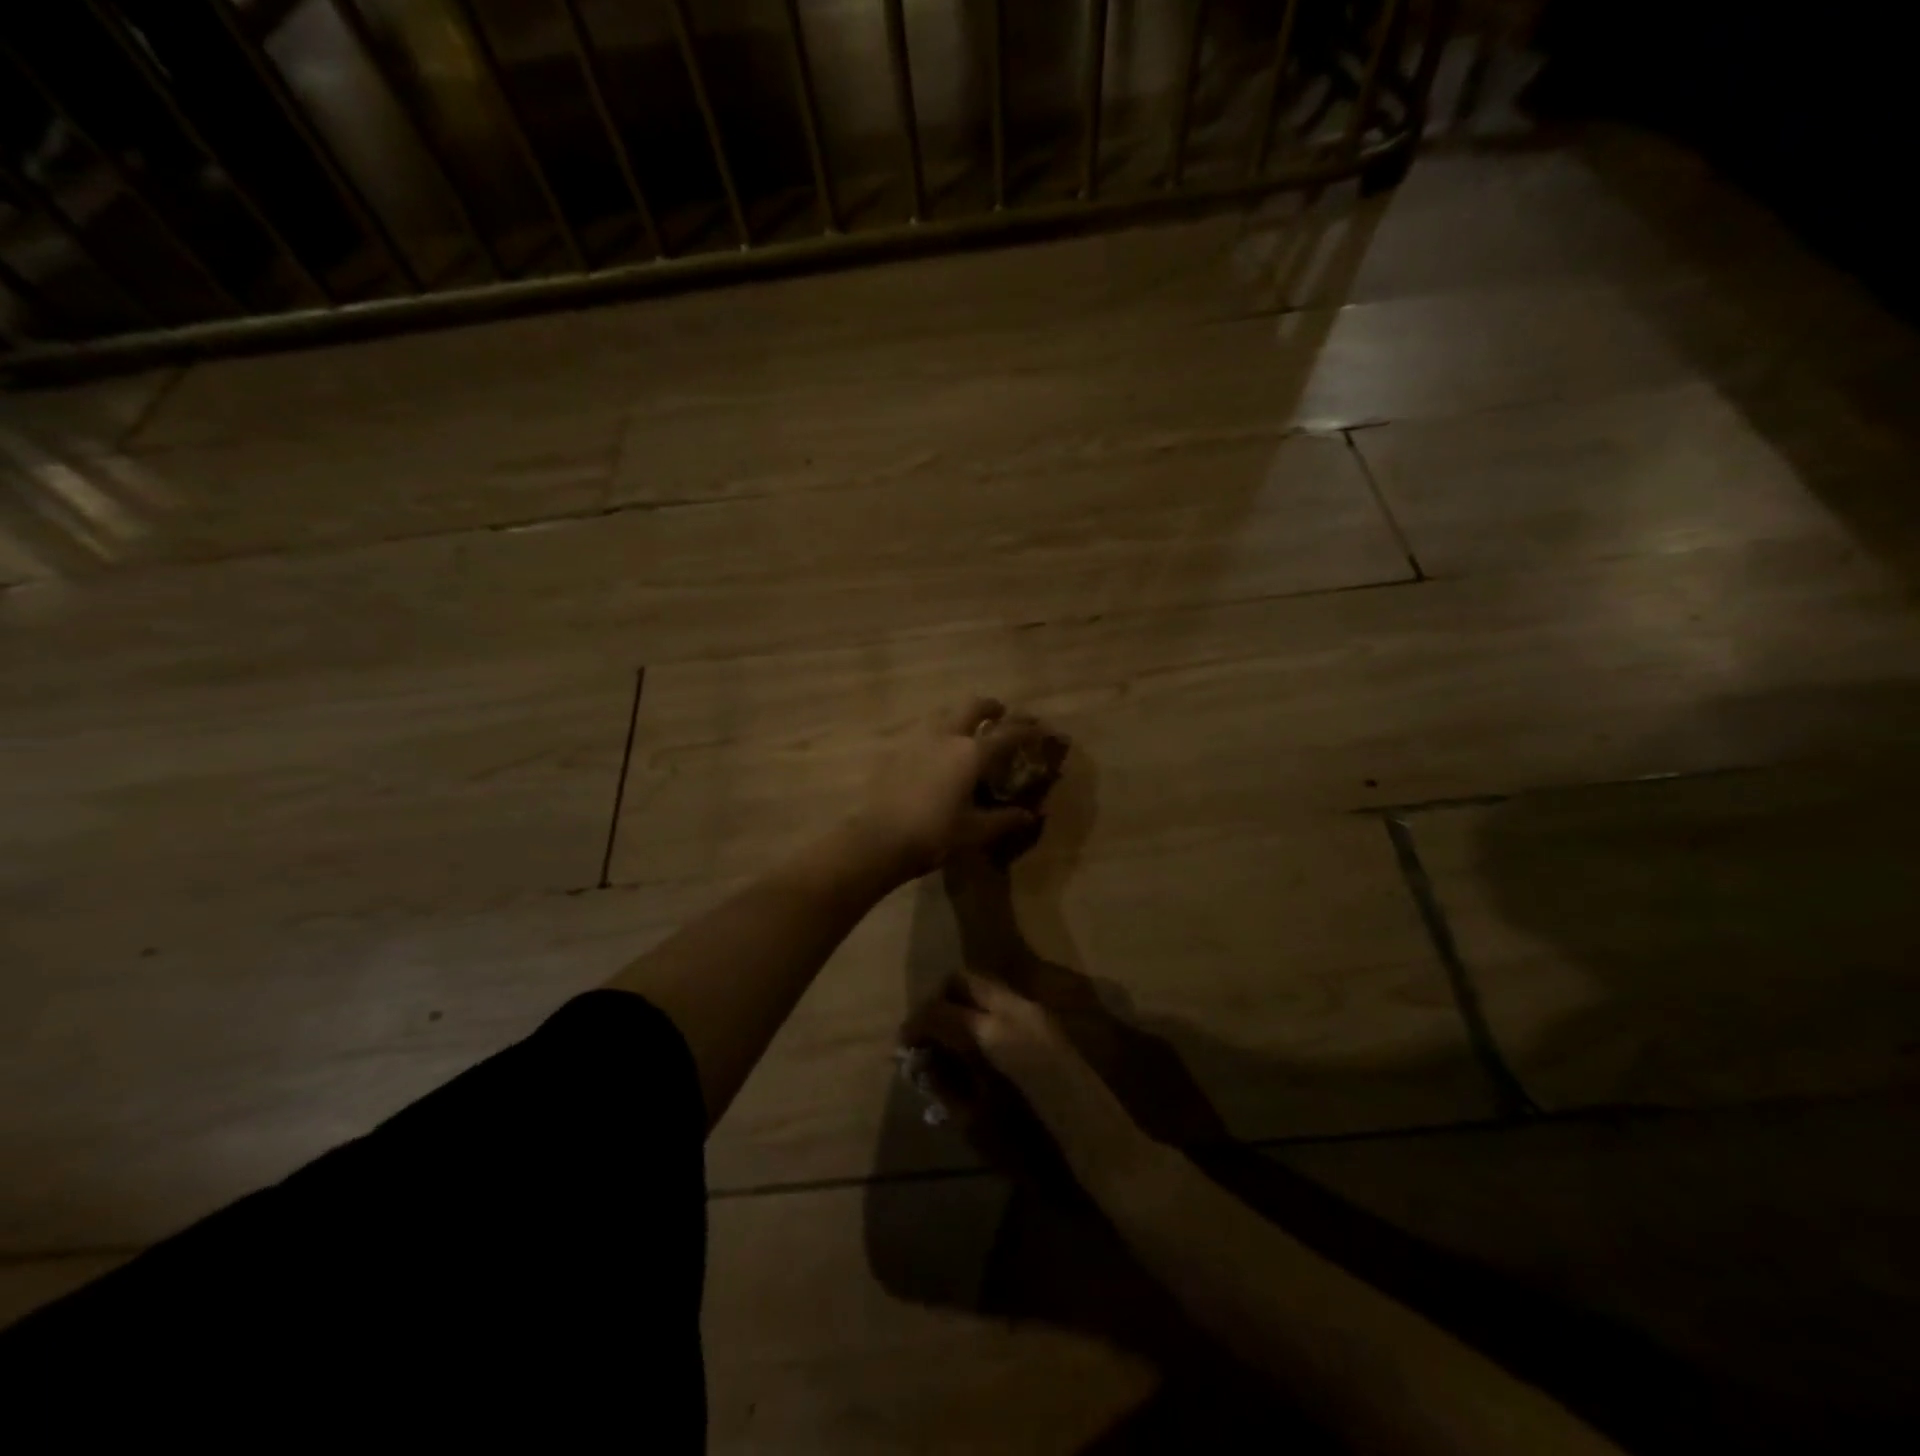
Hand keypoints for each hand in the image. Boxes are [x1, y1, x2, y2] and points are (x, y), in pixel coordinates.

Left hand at [852, 698, 1046, 880]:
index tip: (1040, 728)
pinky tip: (937, 751)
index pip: (1008, 733)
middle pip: (973, 706)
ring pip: (945, 713)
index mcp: (971, 753)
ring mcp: (918, 739)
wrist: (879, 838)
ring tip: (968, 730)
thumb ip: (1005, 819)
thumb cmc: (934, 835)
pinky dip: (939, 731)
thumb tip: (1030, 815)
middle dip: (991, 707)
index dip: (1028, 729)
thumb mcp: (976, 831)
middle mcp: (947, 736)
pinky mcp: (898, 750)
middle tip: (1001, 714)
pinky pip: (924, 730)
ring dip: (961, 715)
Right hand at [902, 970, 1153, 1189]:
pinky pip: (1004, 1001)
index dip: (916, 1025)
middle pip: (964, 979)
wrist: (1101, 1147)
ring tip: (949, 1041)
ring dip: (962, 1004)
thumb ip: (944, 1084)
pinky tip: (977, 1047)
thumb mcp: (977, 1122)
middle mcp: (1015, 1008)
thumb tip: (922, 1060)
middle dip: (939, 1001)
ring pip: (986, 986)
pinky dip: (982, 1011)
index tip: (903, 1046)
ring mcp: (1036, 1011)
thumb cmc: (1035, 1148)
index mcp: (993, 1033)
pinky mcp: (1048, 1022)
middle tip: (926, 1034)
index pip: (940, 1010)